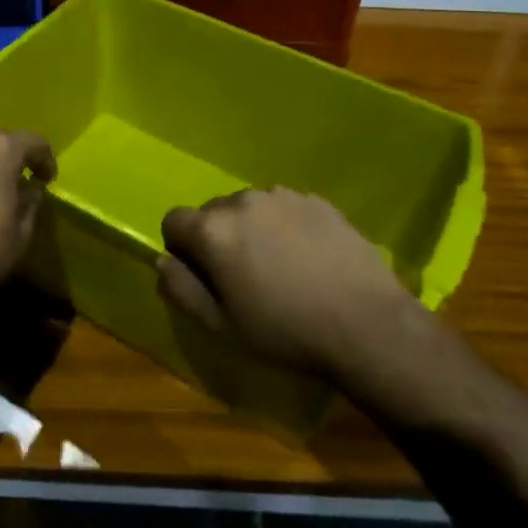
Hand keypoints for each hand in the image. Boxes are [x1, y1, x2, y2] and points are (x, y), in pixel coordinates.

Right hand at [158, 187, 419, 379]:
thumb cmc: (285, 331)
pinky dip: (285, 227)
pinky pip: (284, 209)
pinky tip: (308, 259)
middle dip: (217, 239)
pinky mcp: (316, 199)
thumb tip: (162, 261)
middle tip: (242, 278)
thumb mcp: (222, 326)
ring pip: (250, 209)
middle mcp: (243, 200)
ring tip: (280, 268)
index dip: (181, 249)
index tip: (203, 277)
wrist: (365, 324)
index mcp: (213, 230)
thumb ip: (182, 289)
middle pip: (213, 213)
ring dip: (252, 230)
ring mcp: (283, 195)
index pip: (174, 220)